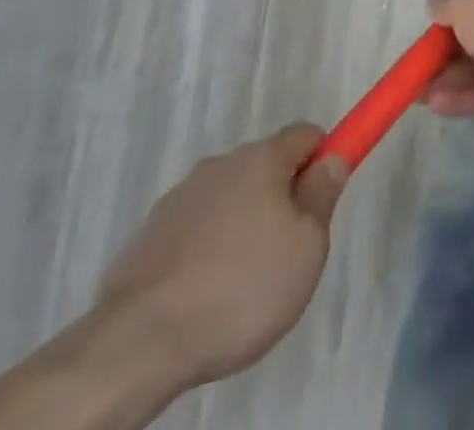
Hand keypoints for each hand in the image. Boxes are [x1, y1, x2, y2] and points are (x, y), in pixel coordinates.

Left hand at [96, 125, 349, 384]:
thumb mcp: (307, 248)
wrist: (142, 340)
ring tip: (242, 284)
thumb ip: (322, 197)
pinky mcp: (149, 234)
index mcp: (262, 158)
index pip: (305, 133)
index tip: (325, 195)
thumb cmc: (241, 288)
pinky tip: (205, 295)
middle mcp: (220, 163)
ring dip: (242, 224)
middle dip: (281, 198)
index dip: (323, 157)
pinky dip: (207, 249)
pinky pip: (195, 229)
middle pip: (265, 167)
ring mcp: (180, 197)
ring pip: (229, 199)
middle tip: (288, 252)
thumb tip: (332, 160)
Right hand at [423, 0, 473, 116]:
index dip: (464, 0)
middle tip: (422, 64)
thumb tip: (434, 4)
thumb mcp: (464, 6)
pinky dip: (467, 95)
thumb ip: (446, 5)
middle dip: (449, 50)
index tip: (440, 18)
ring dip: (452, 77)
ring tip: (420, 94)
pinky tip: (438, 105)